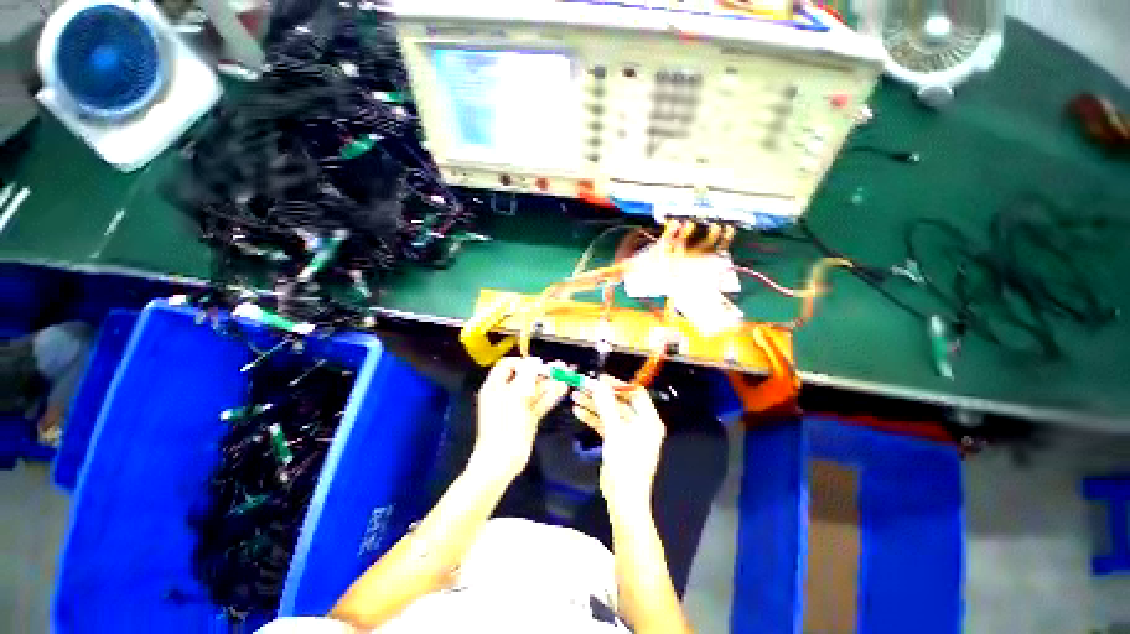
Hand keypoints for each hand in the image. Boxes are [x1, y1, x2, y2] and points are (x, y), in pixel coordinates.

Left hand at [473, 357, 568, 480]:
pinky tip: (562, 389)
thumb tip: (534, 362)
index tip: (537, 364)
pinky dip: (550, 396)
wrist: (501, 460)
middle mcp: (506, 394)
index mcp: (495, 386)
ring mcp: (518, 406)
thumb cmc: (504, 424)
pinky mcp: (528, 417)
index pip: (507, 365)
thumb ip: (526, 376)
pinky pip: (540, 402)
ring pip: (535, 390)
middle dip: (541, 372)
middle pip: (524, 377)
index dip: (522, 362)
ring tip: (566, 376)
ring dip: (549, 383)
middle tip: (559, 367)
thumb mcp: (514, 395)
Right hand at [572, 377, 665, 512]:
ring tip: (576, 396)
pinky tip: (578, 411)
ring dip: (593, 405)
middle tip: (584, 385)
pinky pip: (605, 424)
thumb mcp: (615, 431)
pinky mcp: (617, 441)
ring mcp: (628, 432)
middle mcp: (640, 423)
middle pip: (619, 402)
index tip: (600, 379)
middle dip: (601, 394)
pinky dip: (593, 418)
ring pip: (609, 412)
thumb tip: (599, 384)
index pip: (635, 393)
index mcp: (648, 420)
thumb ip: (606, 406)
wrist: (623, 499)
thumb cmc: (626, 464)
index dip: (618, 384)